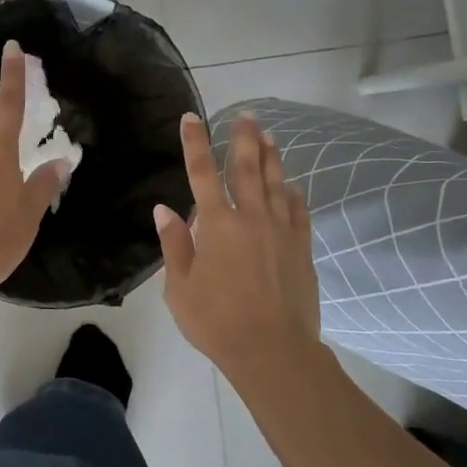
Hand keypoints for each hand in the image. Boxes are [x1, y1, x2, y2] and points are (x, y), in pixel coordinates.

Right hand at [156, 112, 321, 384]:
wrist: (273, 351)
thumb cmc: (217, 321)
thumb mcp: (180, 288)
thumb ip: (174, 245)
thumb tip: (164, 210)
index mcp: (217, 225)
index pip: (201, 173)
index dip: (195, 143)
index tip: (191, 118)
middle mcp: (251, 218)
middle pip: (246, 168)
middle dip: (243, 138)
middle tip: (245, 115)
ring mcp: (281, 231)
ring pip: (275, 183)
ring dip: (270, 157)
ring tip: (268, 135)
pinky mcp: (301, 248)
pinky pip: (297, 210)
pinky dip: (291, 192)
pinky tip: (289, 185)